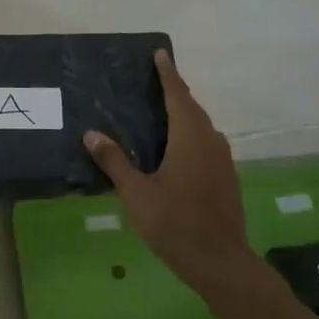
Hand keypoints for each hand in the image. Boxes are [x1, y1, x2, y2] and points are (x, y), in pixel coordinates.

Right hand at [84, 51, 255, 293]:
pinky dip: (191, 133)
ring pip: (202, 126)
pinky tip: (177, 147)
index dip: (168, 73)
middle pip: (191, 107)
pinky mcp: (226, 177)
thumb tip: (92, 134)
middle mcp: (210, 141)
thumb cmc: (177, 225)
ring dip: (184, 113)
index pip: (177, 95)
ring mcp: (222, 160)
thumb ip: (115, 162)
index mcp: (189, 137)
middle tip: (154, 78)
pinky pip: (207, 142)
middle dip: (175, 90)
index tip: (160, 53)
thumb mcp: (137, 194)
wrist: (223, 264)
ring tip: (162, 109)